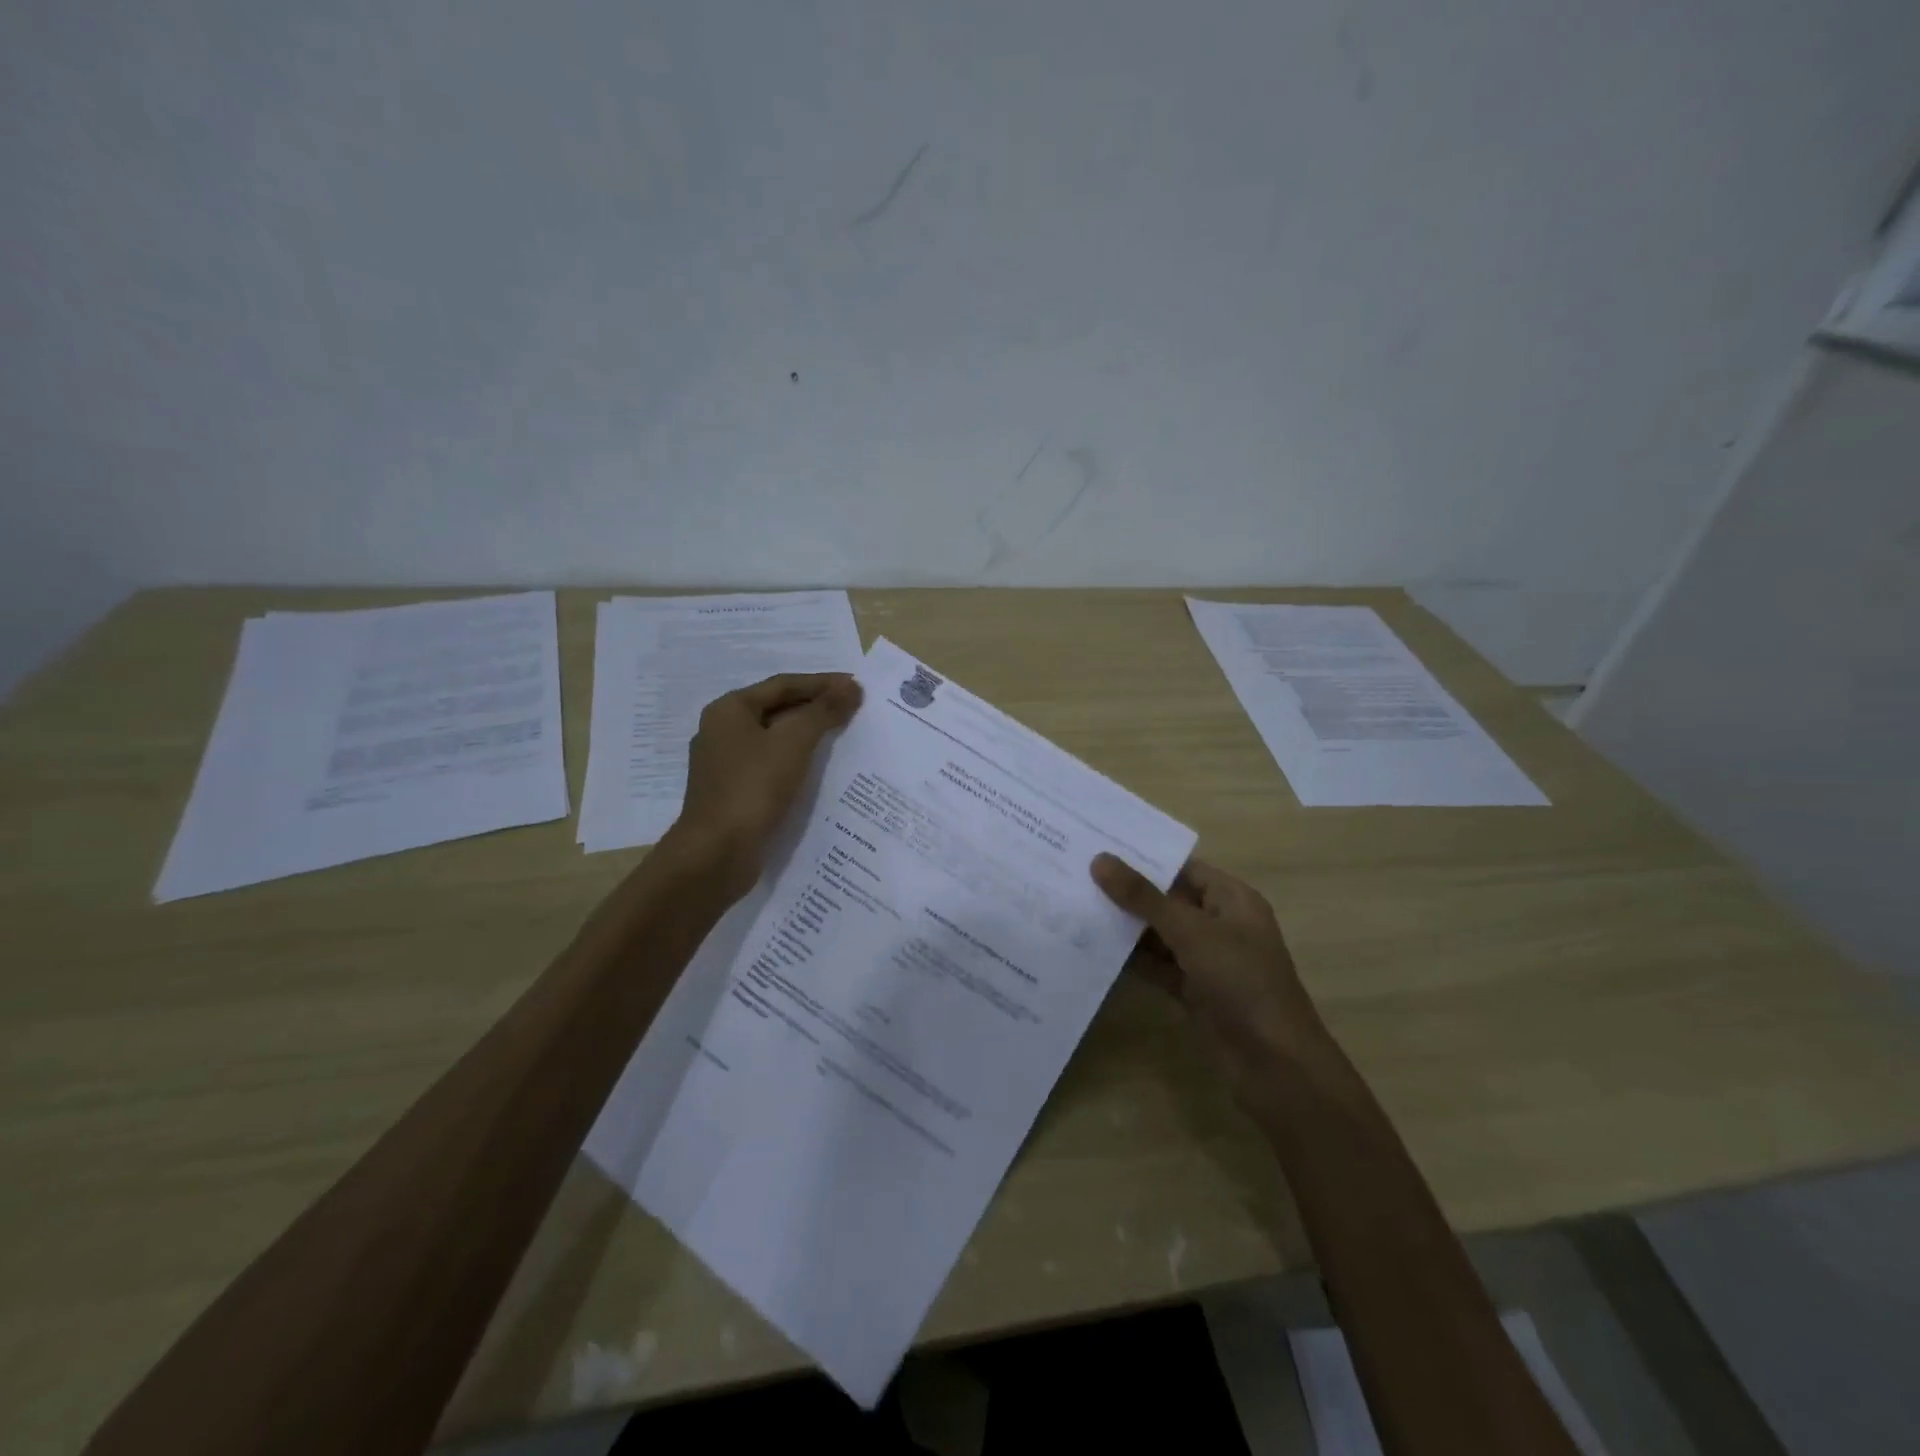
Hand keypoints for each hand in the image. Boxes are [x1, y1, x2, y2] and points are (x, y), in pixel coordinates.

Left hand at [673, 672, 862, 895]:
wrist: (716, 854)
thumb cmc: (753, 788)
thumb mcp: (793, 743)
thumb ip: (823, 711)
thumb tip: (851, 687)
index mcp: (729, 710)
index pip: (783, 685)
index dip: (821, 683)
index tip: (855, 686)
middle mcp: (722, 731)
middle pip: (776, 709)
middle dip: (815, 708)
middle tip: (853, 709)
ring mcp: (725, 765)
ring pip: (774, 739)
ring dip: (807, 735)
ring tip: (842, 737)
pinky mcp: (733, 793)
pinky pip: (770, 766)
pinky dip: (796, 762)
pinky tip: (819, 772)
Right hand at [1092, 853, 1324, 1095]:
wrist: (1275, 1064)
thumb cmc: (1242, 982)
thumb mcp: (1191, 932)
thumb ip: (1143, 897)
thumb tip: (1099, 860)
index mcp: (1231, 899)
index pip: (1182, 868)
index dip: (1142, 857)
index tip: (1097, 846)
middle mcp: (1218, 924)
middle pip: (1166, 899)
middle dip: (1126, 891)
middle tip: (1075, 873)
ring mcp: (1205, 959)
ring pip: (1157, 934)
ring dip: (1123, 925)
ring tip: (1074, 905)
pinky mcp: (1191, 990)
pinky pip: (1155, 965)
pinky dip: (1129, 958)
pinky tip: (1091, 947)